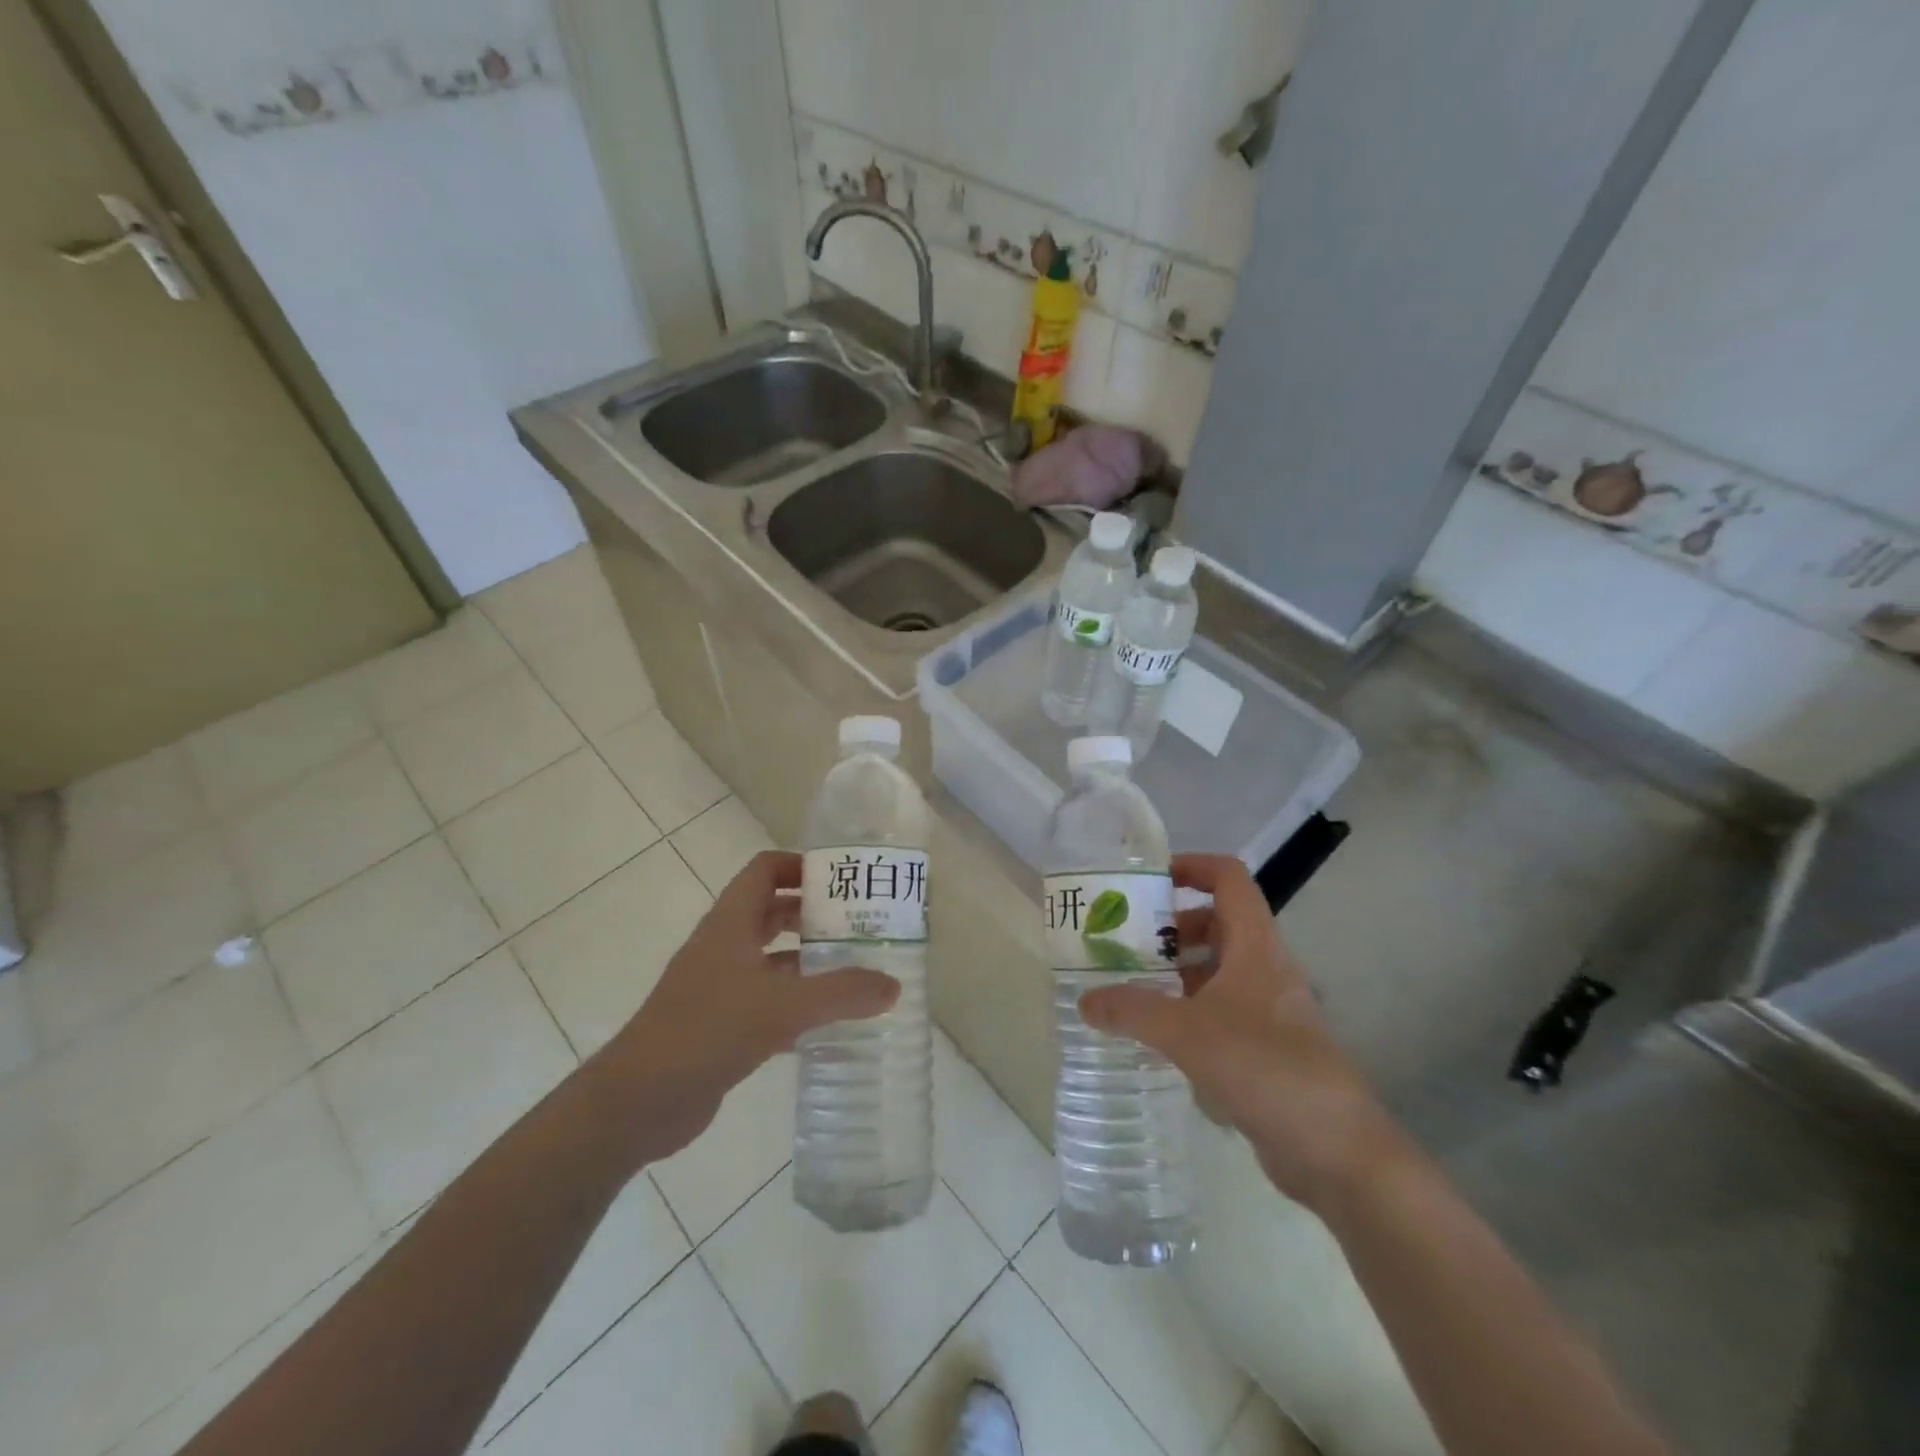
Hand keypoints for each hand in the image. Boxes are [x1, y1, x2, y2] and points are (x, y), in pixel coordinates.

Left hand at [593, 850, 899, 1162]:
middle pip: (773, 912)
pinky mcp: (721, 1024)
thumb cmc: (707, 1031)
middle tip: (861, 924)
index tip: (843, 880)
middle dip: (815, 914)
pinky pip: (768, 1000)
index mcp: (731, 923)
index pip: (766, 870)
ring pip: (772, 959)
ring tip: (857, 969)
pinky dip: (797, 1002)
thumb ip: (841, 993)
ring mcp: (720, 986)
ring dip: (809, 960)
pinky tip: (830, 1021)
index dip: (801, 865)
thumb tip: (894, 985)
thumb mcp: (781, 1007)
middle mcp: (725, 946)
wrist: (638, 1101)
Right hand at [1077, 853, 1400, 1209]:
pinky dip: (1189, 1011)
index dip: (1192, 867)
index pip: (1229, 879)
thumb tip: (1085, 1001)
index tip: (1149, 880)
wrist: (1335, 1148)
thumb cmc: (1263, 1066)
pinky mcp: (1266, 1047)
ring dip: (1177, 972)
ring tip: (1131, 987)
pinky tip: (1157, 1036)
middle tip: (1126, 943)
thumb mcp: (1186, 1032)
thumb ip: (1132, 1010)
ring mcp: (1268, 1010)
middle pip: (1218, 924)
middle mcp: (1264, 968)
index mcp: (1255, 946)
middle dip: (1172, 928)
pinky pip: (1220, 1011)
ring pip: (1218, 971)